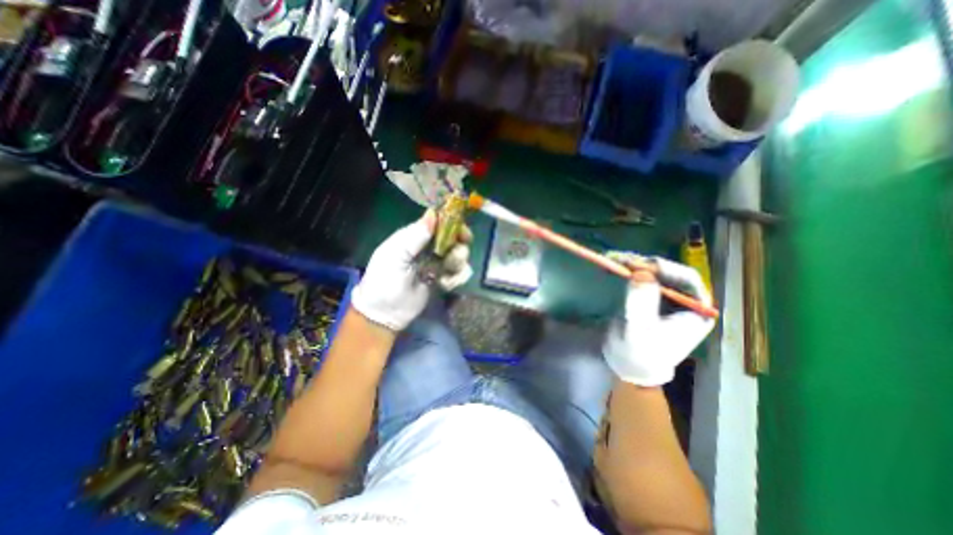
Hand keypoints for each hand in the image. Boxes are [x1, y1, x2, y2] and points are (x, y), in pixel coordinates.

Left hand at [350, 211, 471, 331]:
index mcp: (414, 237)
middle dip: (459, 247)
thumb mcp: (395, 255)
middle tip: (457, 255)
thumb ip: (415, 237)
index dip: (452, 225)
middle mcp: (428, 248)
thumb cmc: (385, 280)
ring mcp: (437, 264)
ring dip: (457, 265)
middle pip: (453, 239)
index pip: (437, 223)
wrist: (386, 312)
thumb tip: (432, 214)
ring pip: (459, 256)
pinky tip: (445, 285)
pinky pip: (459, 273)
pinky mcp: (443, 278)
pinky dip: (456, 278)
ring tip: (445, 276)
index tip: (463, 233)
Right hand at [601, 256, 714, 385]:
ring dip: (632, 263)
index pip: (687, 280)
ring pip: (652, 271)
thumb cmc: (638, 353)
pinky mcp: (649, 294)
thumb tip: (641, 273)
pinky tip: (613, 263)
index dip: (665, 269)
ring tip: (612, 258)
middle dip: (644, 264)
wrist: (627, 363)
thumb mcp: (638, 330)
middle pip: (668, 271)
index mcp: (696, 311)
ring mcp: (666, 295)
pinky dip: (626, 269)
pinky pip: (640, 276)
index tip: (640, 265)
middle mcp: (685, 299)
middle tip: (620, 259)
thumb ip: (641, 302)